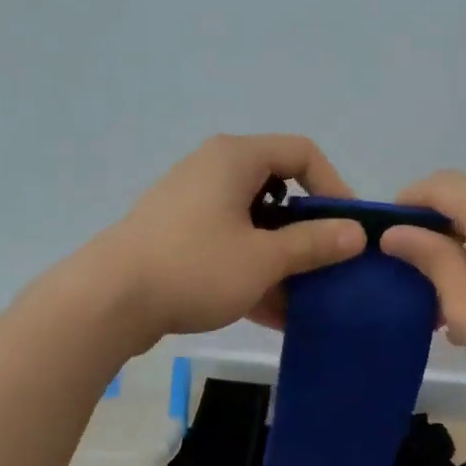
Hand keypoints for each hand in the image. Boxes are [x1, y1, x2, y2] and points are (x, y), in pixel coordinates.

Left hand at [98, 134, 366, 343]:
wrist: (109, 300)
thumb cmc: (194, 267)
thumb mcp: (263, 258)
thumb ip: (313, 244)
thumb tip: (356, 233)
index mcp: (235, 159)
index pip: (301, 152)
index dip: (334, 185)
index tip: (348, 228)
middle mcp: (213, 171)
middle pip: (279, 190)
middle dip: (309, 231)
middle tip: (330, 264)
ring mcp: (192, 206)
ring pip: (254, 224)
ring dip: (283, 258)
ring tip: (306, 297)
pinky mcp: (178, 238)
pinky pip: (229, 246)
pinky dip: (253, 271)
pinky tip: (275, 312)